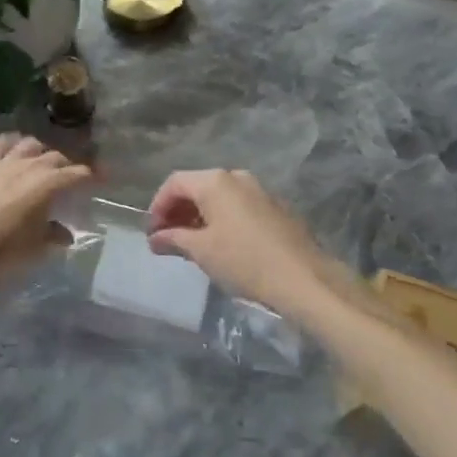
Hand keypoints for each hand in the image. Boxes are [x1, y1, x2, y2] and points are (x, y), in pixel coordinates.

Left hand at [0, 133, 90, 279]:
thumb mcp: (32, 247)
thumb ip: (52, 235)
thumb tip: (66, 234)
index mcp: (47, 184)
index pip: (76, 174)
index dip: (91, 176)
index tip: (100, 179)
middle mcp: (29, 165)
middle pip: (55, 158)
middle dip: (66, 166)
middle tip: (68, 178)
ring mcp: (3, 160)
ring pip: (29, 144)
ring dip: (40, 151)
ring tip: (41, 162)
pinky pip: (1, 142)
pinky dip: (12, 143)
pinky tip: (13, 149)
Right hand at [146, 169, 341, 318]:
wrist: (304, 278)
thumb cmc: (244, 260)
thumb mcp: (201, 251)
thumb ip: (173, 239)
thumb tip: (155, 238)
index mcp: (215, 181)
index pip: (175, 183)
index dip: (157, 205)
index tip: (152, 232)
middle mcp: (237, 177)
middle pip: (197, 187)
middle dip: (178, 211)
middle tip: (167, 238)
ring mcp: (260, 191)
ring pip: (219, 197)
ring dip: (199, 216)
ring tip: (191, 244)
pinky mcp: (276, 208)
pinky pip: (238, 207)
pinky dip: (222, 220)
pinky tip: (221, 245)